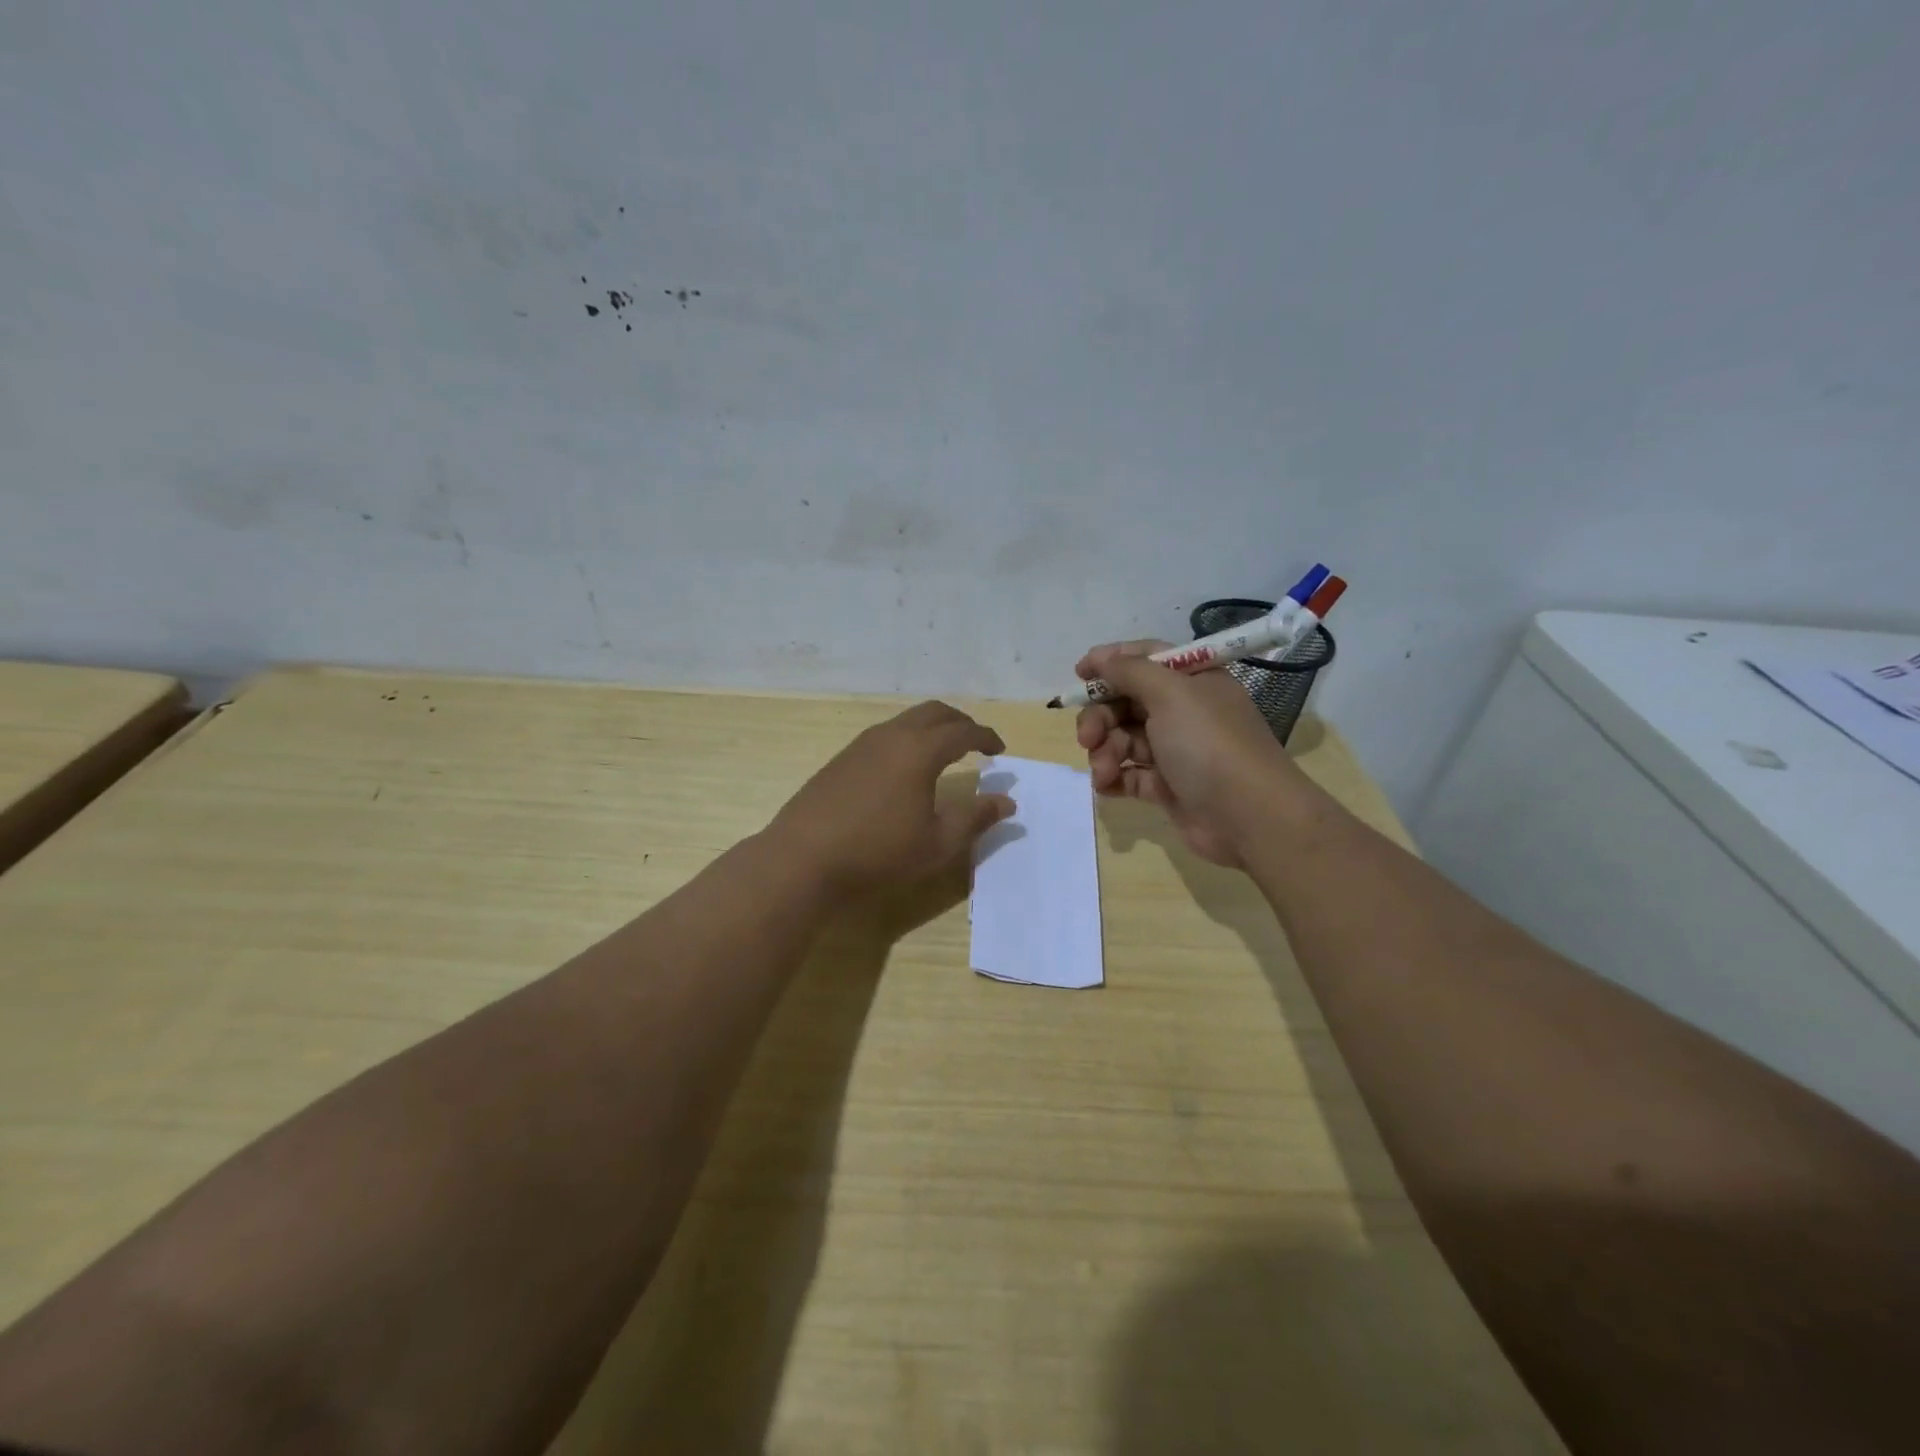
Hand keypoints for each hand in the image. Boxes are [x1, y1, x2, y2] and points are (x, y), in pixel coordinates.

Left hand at [767, 701, 1014, 894]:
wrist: (803, 859)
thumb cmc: (879, 852)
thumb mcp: (937, 843)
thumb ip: (975, 817)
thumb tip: (1006, 801)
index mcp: (919, 750)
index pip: (963, 731)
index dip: (986, 737)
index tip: (999, 750)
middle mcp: (891, 736)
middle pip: (934, 712)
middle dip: (960, 722)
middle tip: (976, 743)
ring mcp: (861, 744)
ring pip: (906, 720)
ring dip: (931, 728)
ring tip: (944, 753)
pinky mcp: (841, 759)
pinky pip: (885, 734)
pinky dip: (907, 739)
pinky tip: (905, 770)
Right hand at [1074, 641, 1304, 866]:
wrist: (1249, 817)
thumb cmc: (1209, 744)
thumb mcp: (1171, 694)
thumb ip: (1130, 671)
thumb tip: (1101, 658)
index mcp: (1192, 681)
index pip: (1145, 658)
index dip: (1111, 662)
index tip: (1079, 674)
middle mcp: (1184, 711)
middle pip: (1126, 701)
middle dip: (1100, 717)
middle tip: (1087, 737)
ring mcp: (1175, 750)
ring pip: (1122, 739)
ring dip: (1105, 752)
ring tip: (1104, 770)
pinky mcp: (1167, 786)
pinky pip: (1129, 774)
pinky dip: (1113, 778)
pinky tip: (1106, 786)